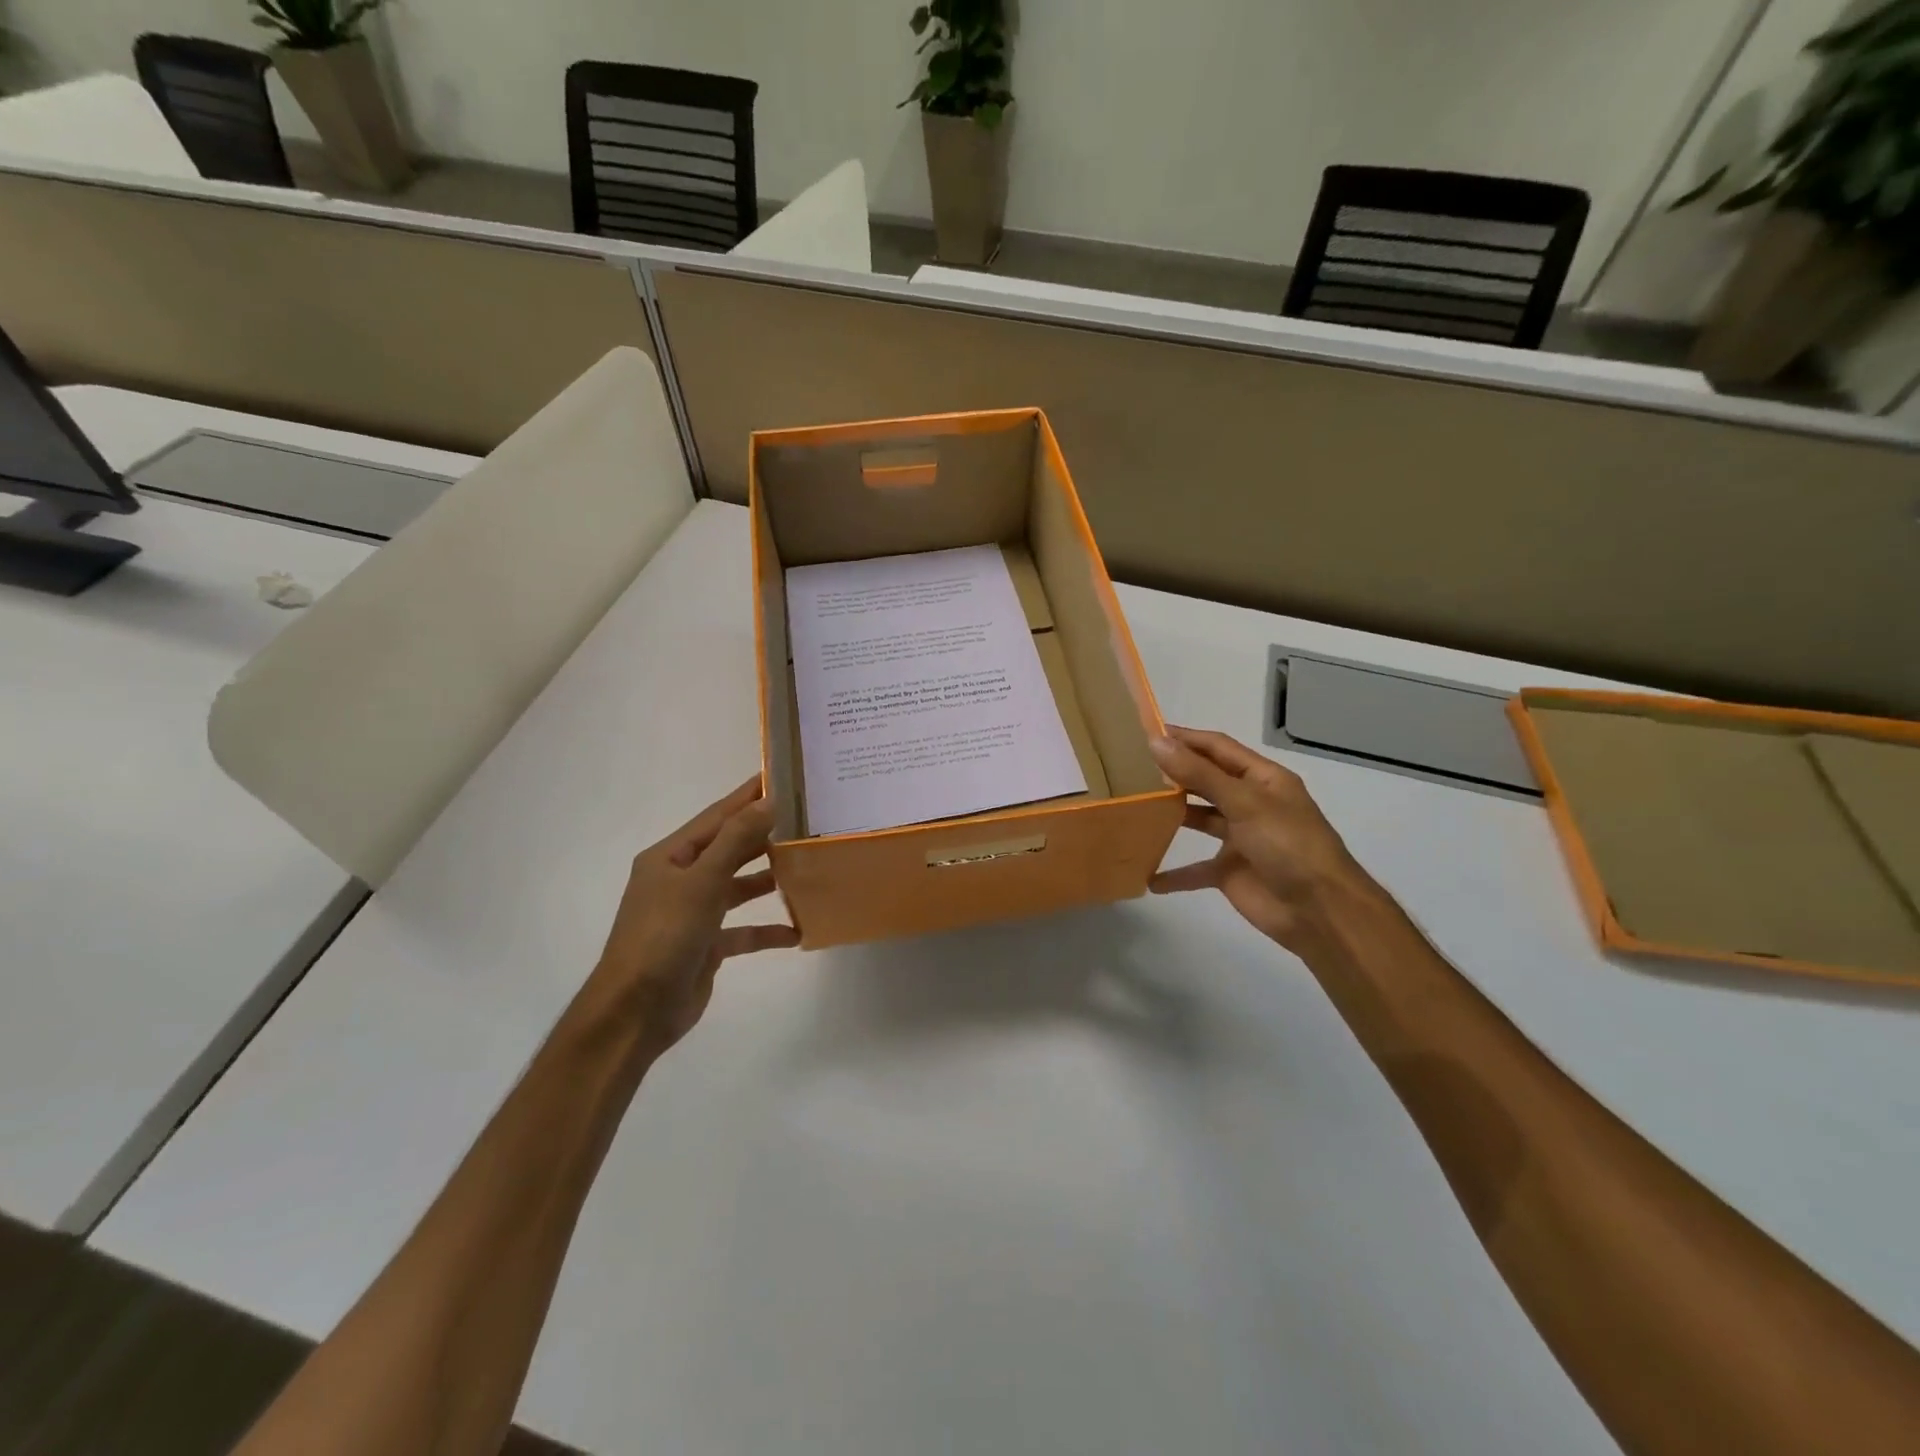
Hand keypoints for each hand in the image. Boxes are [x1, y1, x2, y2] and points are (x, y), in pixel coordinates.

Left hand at [592, 775, 799, 1056]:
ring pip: (738, 888)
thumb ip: (736, 840)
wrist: (636, 1012)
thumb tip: (767, 801)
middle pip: (729, 849)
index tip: (780, 776)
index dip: (747, 797)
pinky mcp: (706, 946)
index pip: (716, 817)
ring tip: (806, 866)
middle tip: (806, 819)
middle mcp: (680, 880)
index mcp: (670, 857)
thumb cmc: (664, 936)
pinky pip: (743, 930)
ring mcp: (693, 914)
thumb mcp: (701, 882)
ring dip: (768, 879)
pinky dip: (767, 929)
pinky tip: (797, 930)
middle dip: (764, 836)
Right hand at [1148, 727, 1371, 951]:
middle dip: (1174, 772)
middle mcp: (1250, 803)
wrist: (1320, 911)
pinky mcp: (1230, 871)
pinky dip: (1174, 873)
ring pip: (1199, 818)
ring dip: (1171, 814)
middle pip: (1206, 780)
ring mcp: (1240, 838)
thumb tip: (1156, 742)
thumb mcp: (1244, 802)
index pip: (1217, 748)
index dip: (1185, 738)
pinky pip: (1195, 868)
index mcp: (1262, 779)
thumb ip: (1199, 774)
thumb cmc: (1288, 844)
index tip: (1145, 731)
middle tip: (1131, 765)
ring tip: (1133, 805)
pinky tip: (1147, 875)